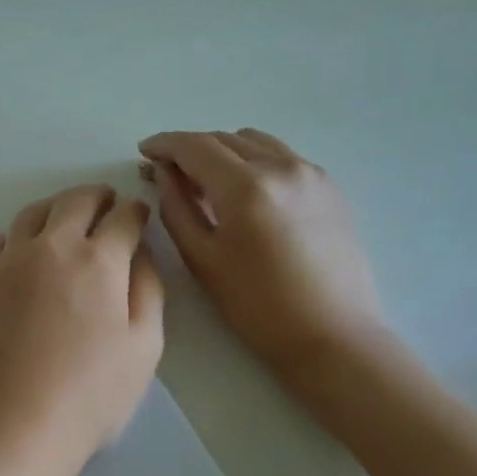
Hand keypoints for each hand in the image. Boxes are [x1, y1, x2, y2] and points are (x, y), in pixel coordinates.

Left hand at [0, 184, 164, 475]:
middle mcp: (49, 248)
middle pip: (74, 202)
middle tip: (106, 203)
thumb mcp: (143, 348)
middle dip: (97, 197)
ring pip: (31, 214)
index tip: (138, 214)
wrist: (10, 430)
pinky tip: (19, 251)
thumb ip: (147, 290)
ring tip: (64, 220)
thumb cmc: (89, 397)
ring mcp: (6, 263)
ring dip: (55, 208)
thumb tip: (140, 253)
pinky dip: (14, 238)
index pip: (122, 217)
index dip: (136, 212)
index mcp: (97, 261)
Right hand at [138, 129, 385, 372]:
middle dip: (190, 149)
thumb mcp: (202, 259)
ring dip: (223, 151)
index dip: (164, 144)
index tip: (143, 152)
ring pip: (254, 141)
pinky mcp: (329, 186)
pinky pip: (281, 156)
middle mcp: (281, 167)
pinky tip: (246, 193)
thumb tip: (163, 174)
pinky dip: (254, 161)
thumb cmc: (257, 306)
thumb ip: (176, 208)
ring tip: (208, 182)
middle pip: (223, 139)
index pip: (194, 146)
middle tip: (168, 173)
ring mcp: (311, 173)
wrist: (333, 336)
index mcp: (246, 187)